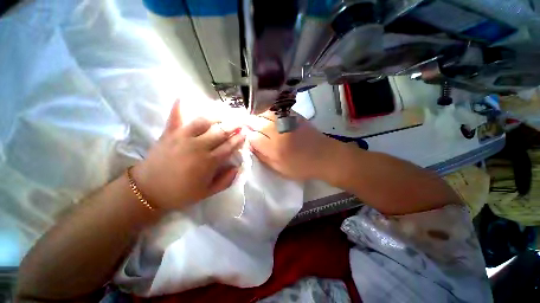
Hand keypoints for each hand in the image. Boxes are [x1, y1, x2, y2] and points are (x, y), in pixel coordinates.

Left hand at [133, 100, 245, 209]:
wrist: (148, 190)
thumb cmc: (180, 193)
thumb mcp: (207, 193)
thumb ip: (225, 181)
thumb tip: (237, 168)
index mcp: (208, 162)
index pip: (229, 146)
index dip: (239, 139)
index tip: (245, 133)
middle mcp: (198, 146)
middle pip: (221, 132)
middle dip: (234, 125)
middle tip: (242, 120)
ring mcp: (182, 137)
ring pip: (204, 121)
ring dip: (217, 115)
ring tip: (225, 112)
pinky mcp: (169, 133)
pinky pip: (175, 116)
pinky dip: (179, 105)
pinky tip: (184, 96)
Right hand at [246, 111, 340, 180]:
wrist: (324, 156)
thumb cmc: (302, 167)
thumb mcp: (280, 169)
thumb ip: (263, 157)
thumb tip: (251, 146)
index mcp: (274, 148)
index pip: (252, 137)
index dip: (248, 137)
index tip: (248, 137)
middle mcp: (278, 132)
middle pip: (256, 122)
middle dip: (249, 123)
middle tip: (246, 124)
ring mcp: (286, 121)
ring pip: (264, 113)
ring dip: (257, 115)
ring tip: (255, 118)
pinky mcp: (294, 115)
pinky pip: (277, 109)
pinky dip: (268, 110)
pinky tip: (266, 114)